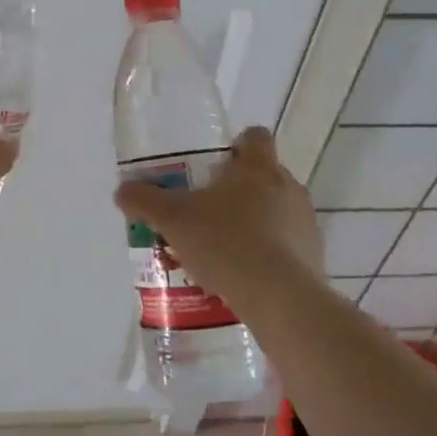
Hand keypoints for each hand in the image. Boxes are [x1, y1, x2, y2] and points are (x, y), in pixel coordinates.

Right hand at [114, 128, 323, 307]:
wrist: (278, 298)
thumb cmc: (225, 242)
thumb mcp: (172, 219)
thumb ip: (144, 200)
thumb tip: (122, 190)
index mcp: (258, 167)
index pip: (255, 137)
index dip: (236, 146)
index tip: (214, 165)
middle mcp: (288, 186)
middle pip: (263, 176)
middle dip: (237, 191)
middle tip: (206, 212)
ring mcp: (306, 222)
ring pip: (276, 211)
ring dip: (253, 223)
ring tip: (222, 250)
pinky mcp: (314, 256)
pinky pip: (287, 245)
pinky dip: (268, 254)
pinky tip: (242, 276)